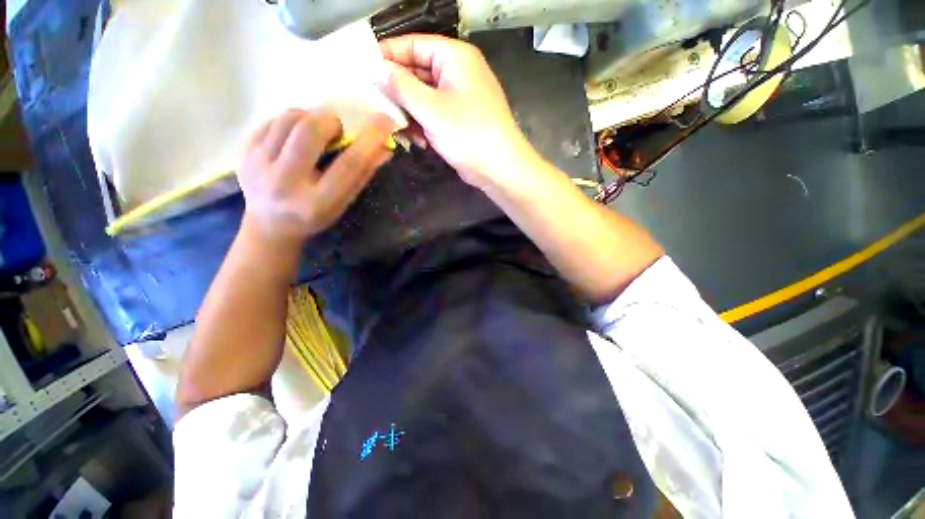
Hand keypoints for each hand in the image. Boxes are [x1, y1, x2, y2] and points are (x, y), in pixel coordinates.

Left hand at [238, 109, 393, 246]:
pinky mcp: (243, 152)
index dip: (369, 139)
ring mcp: (258, 165)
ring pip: (288, 119)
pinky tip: (295, 137)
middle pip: (309, 132)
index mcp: (317, 202)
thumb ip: (362, 175)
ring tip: (316, 131)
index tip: (384, 120)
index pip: (348, 165)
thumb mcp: (343, 202)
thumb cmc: (315, 215)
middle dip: (330, 121)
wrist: (269, 224)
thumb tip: (384, 148)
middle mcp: (285, 183)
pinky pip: (271, 120)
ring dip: (310, 117)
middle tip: (336, 129)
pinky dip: (291, 121)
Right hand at [377, 34, 540, 189]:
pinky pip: (433, 115)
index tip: (363, 72)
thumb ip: (401, 86)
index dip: (388, 56)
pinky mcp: (458, 120)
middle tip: (376, 107)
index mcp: (454, 58)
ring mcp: (458, 98)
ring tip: (401, 130)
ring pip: (423, 98)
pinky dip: (424, 126)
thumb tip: (375, 68)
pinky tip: (420, 141)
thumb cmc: (468, 133)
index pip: (413, 45)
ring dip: (410, 114)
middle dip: (398, 93)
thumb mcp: (431, 109)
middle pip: (417, 73)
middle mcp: (457, 73)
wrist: (499, 168)